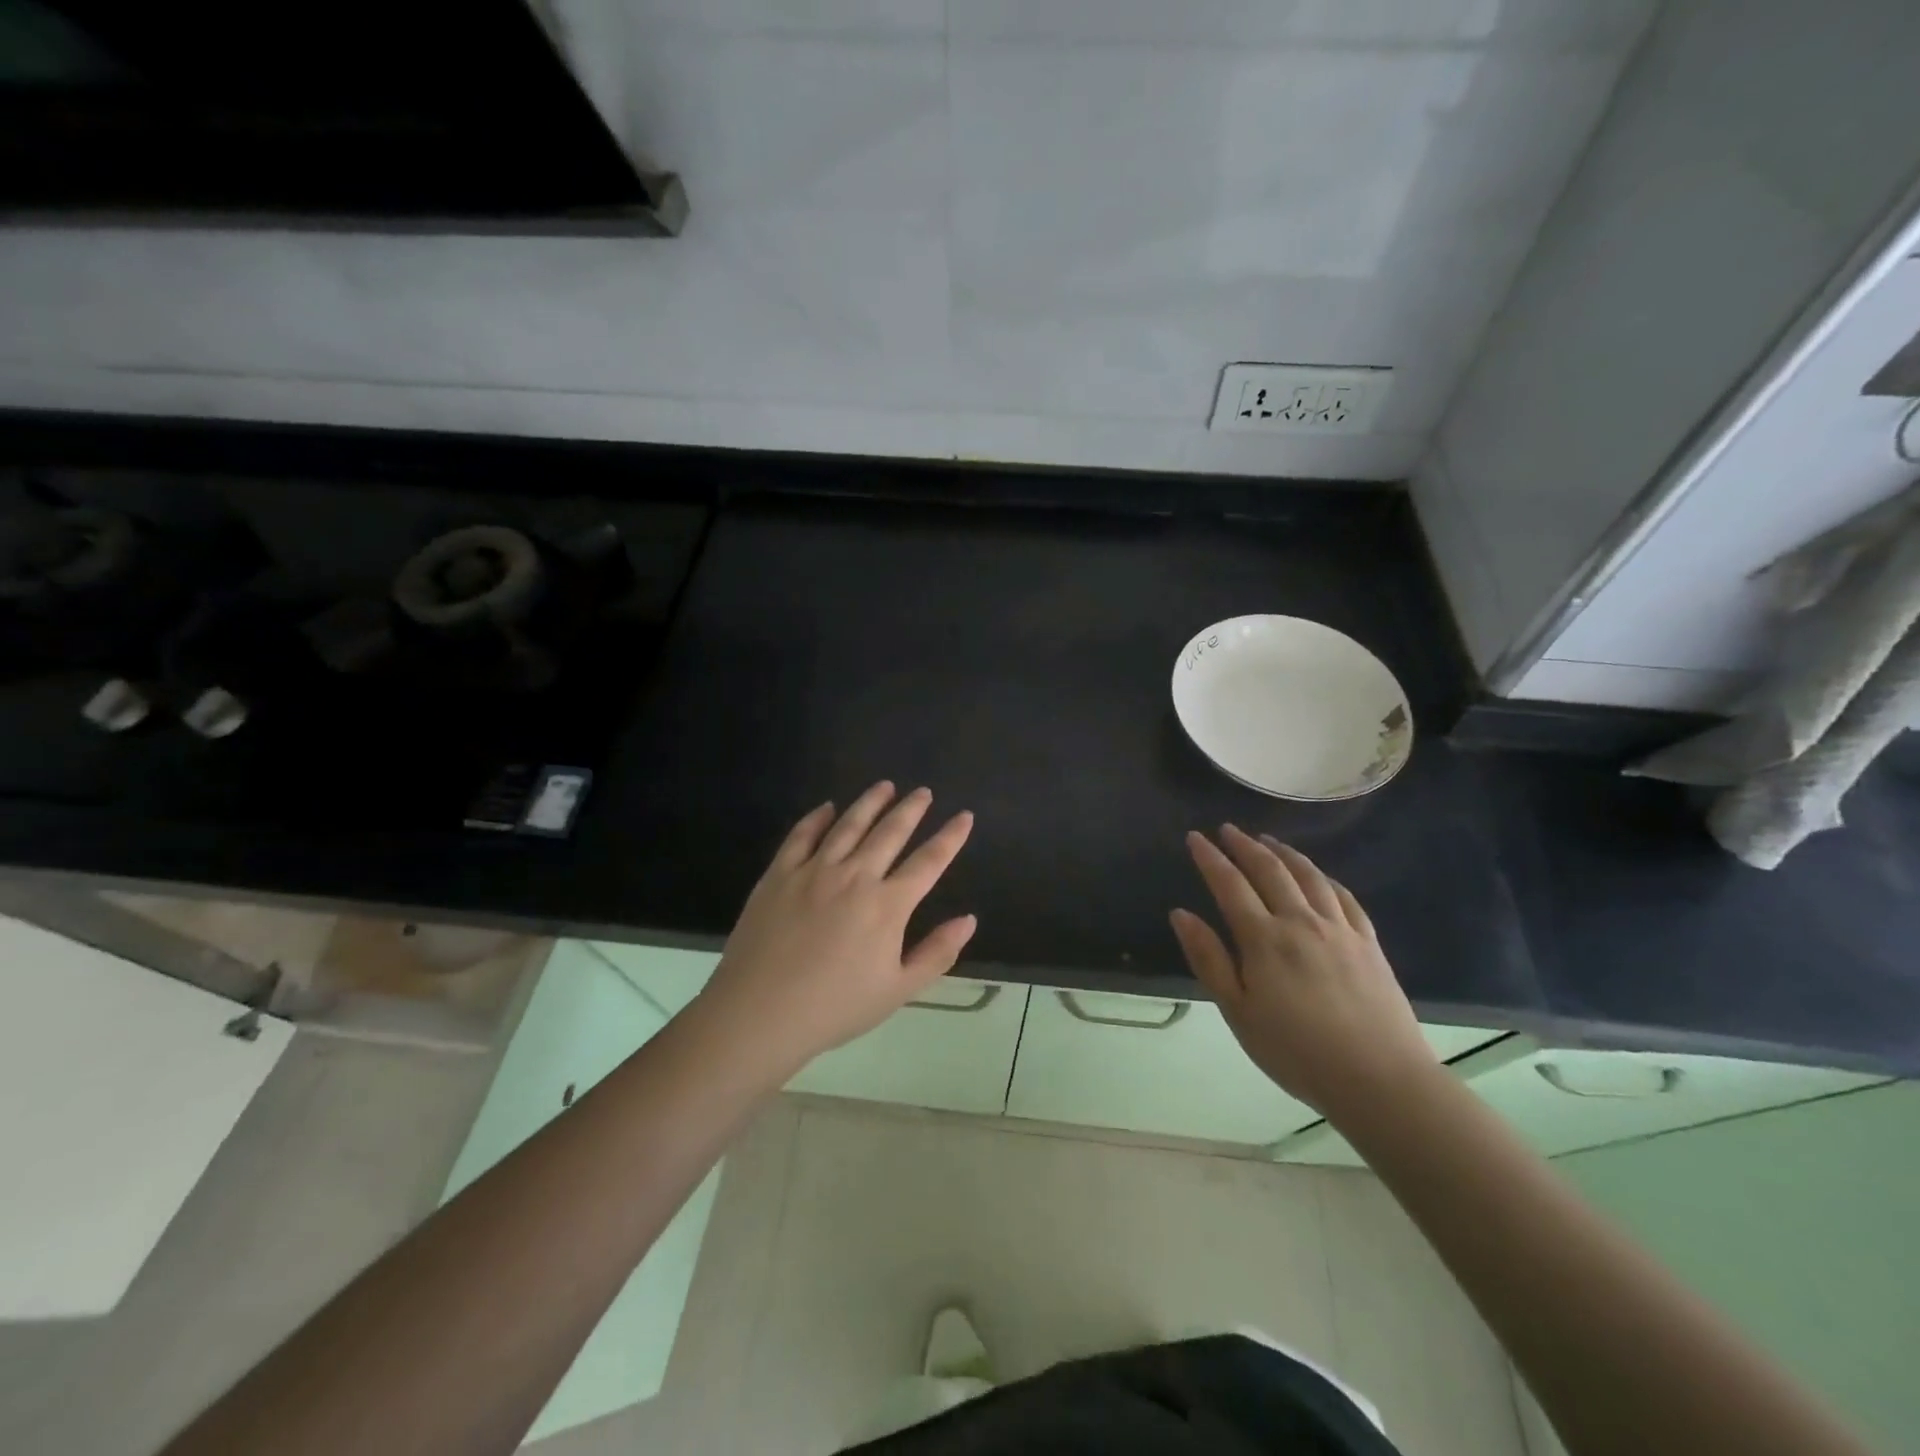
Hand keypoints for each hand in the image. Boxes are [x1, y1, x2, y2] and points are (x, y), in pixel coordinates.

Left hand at [696, 782, 977, 1080]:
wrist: (759, 1013)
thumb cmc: (834, 1008)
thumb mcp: (898, 991)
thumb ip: (937, 953)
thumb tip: (969, 920)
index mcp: (887, 905)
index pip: (928, 862)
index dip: (950, 837)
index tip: (965, 816)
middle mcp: (855, 876)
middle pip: (890, 832)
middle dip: (911, 809)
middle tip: (923, 792)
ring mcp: (814, 871)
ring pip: (848, 825)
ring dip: (870, 802)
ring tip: (885, 786)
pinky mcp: (779, 874)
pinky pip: (802, 835)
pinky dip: (817, 818)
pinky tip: (827, 807)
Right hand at [1170, 825, 1437, 1122]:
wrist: (1380, 1080)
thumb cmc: (1296, 1051)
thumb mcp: (1238, 1012)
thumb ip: (1208, 959)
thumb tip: (1180, 913)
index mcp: (1264, 938)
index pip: (1229, 884)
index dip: (1210, 858)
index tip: (1195, 837)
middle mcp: (1300, 921)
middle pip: (1269, 870)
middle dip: (1244, 845)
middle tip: (1227, 829)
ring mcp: (1339, 929)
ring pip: (1308, 875)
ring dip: (1283, 852)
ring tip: (1268, 840)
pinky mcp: (1368, 942)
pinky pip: (1343, 896)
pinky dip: (1323, 877)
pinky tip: (1317, 875)